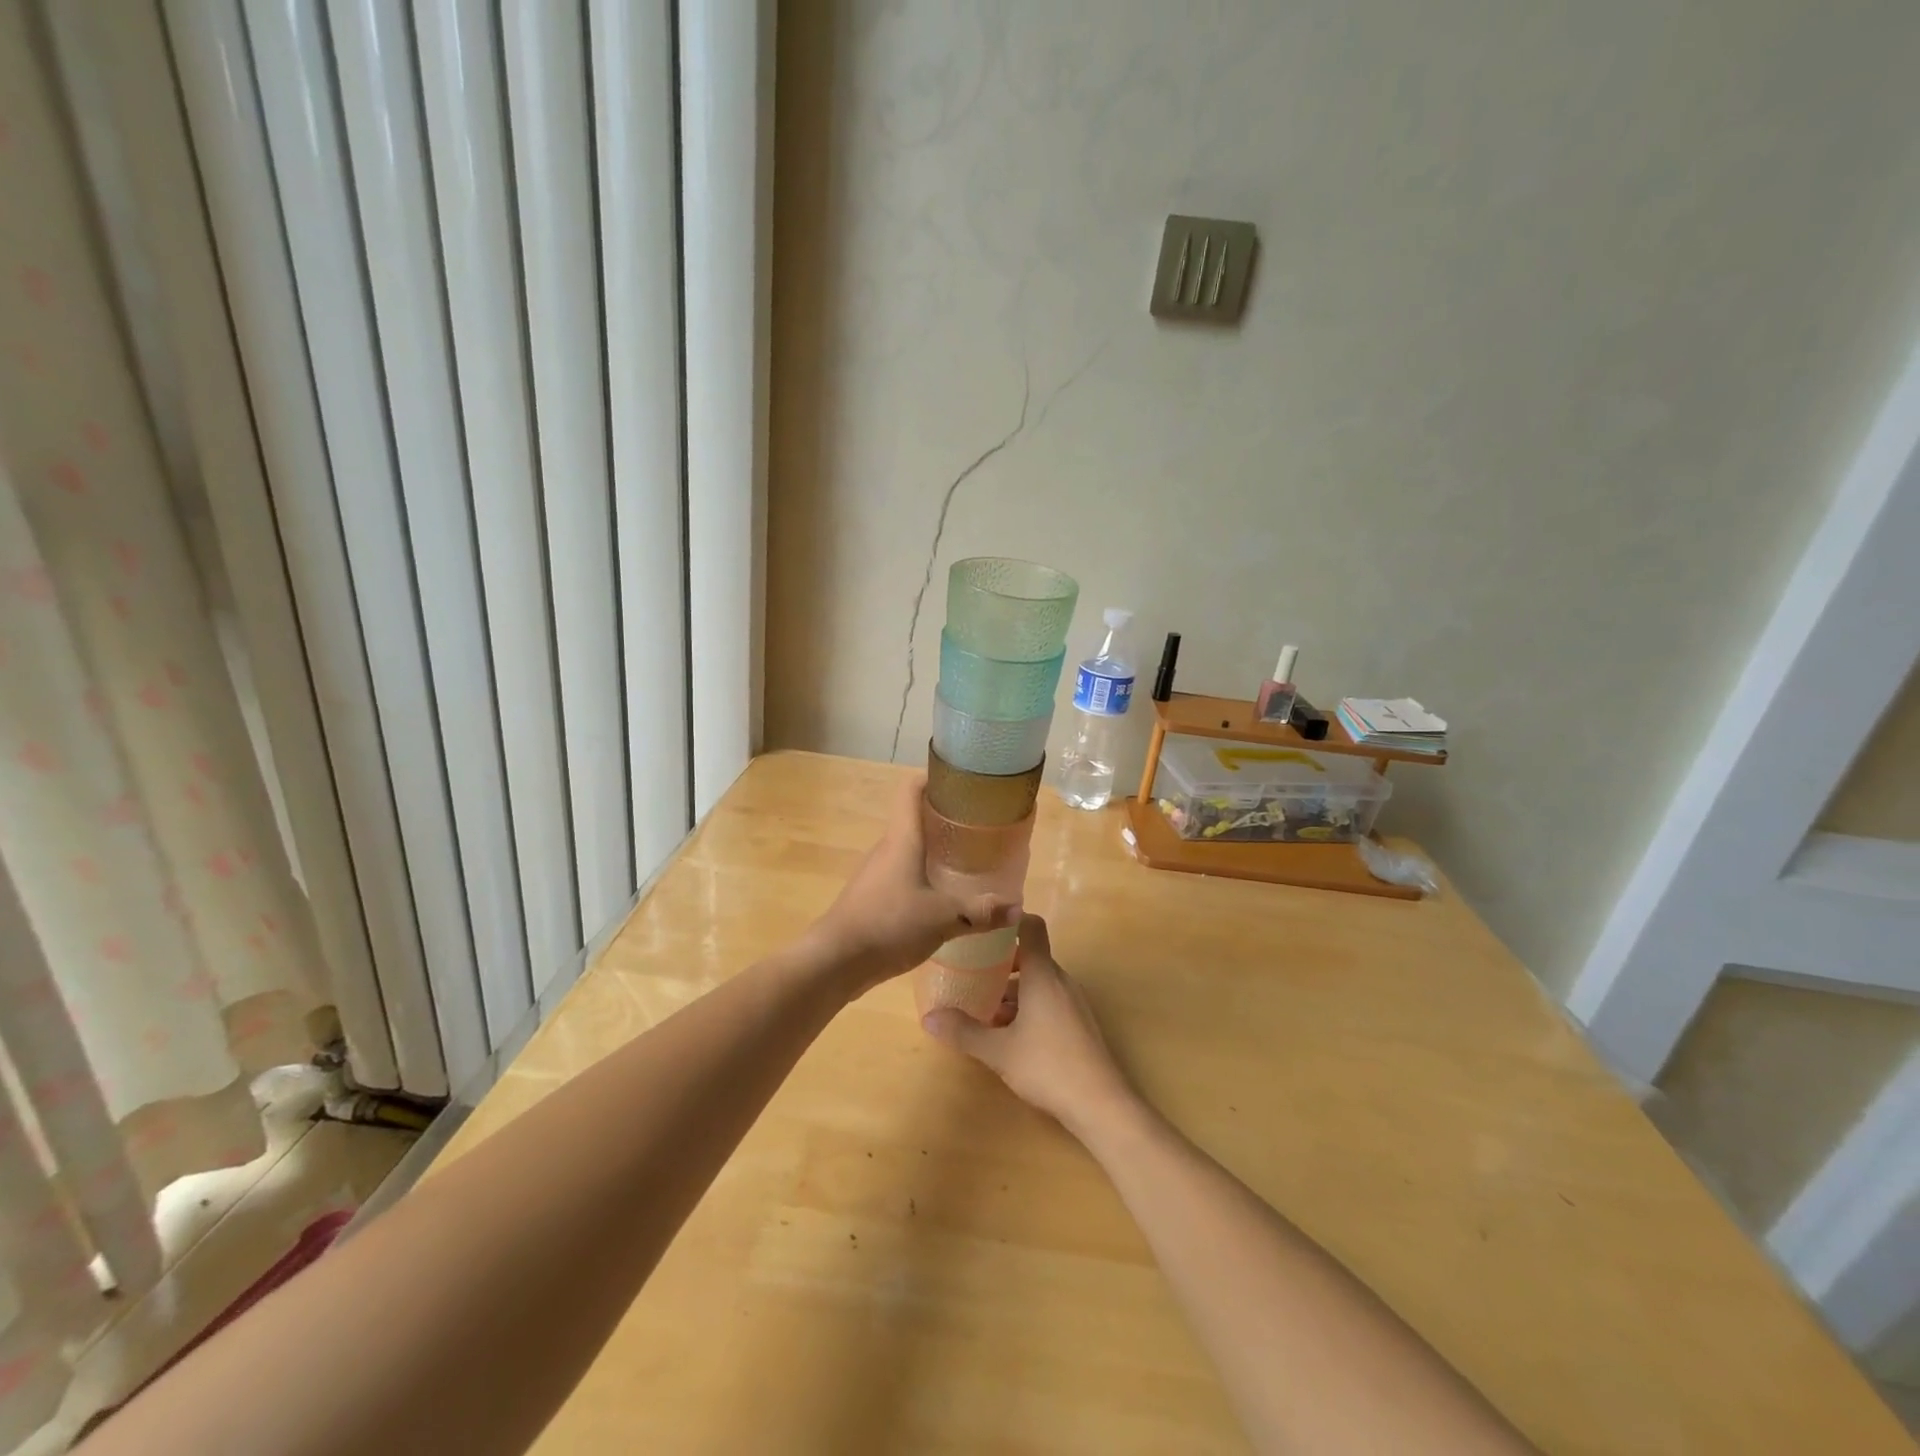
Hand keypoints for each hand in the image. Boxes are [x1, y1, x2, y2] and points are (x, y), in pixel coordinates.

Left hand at [808, 773, 1018, 989]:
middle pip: (914, 818)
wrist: (835, 960)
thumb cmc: (889, 924)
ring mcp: (876, 872)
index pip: (911, 789)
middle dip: (944, 817)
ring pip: (908, 849)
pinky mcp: (871, 896)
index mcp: (902, 839)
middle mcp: (886, 848)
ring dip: (933, 849)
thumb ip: (980, 912)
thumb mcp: (943, 918)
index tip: (961, 781)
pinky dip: (922, 874)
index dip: (933, 777)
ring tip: (966, 859)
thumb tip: (1017, 908)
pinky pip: (901, 874)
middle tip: (978, 825)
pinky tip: (941, 895)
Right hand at [920, 914, 1137, 1138]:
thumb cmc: (1048, 1066)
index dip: (1009, 920)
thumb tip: (928, 1018)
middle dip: (999, 964)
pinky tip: (1007, 1033)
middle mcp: (1060, 981)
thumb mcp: (998, 1051)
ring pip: (1038, 983)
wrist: (1101, 1104)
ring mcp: (1073, 1003)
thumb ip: (964, 1031)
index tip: (983, 926)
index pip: (1031, 927)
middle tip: (970, 973)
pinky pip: (1048, 1001)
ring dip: (1012, 991)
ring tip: (982, 1009)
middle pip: (1029, 957)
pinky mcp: (1078, 1024)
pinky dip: (1026, 1007)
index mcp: (1043, 975)